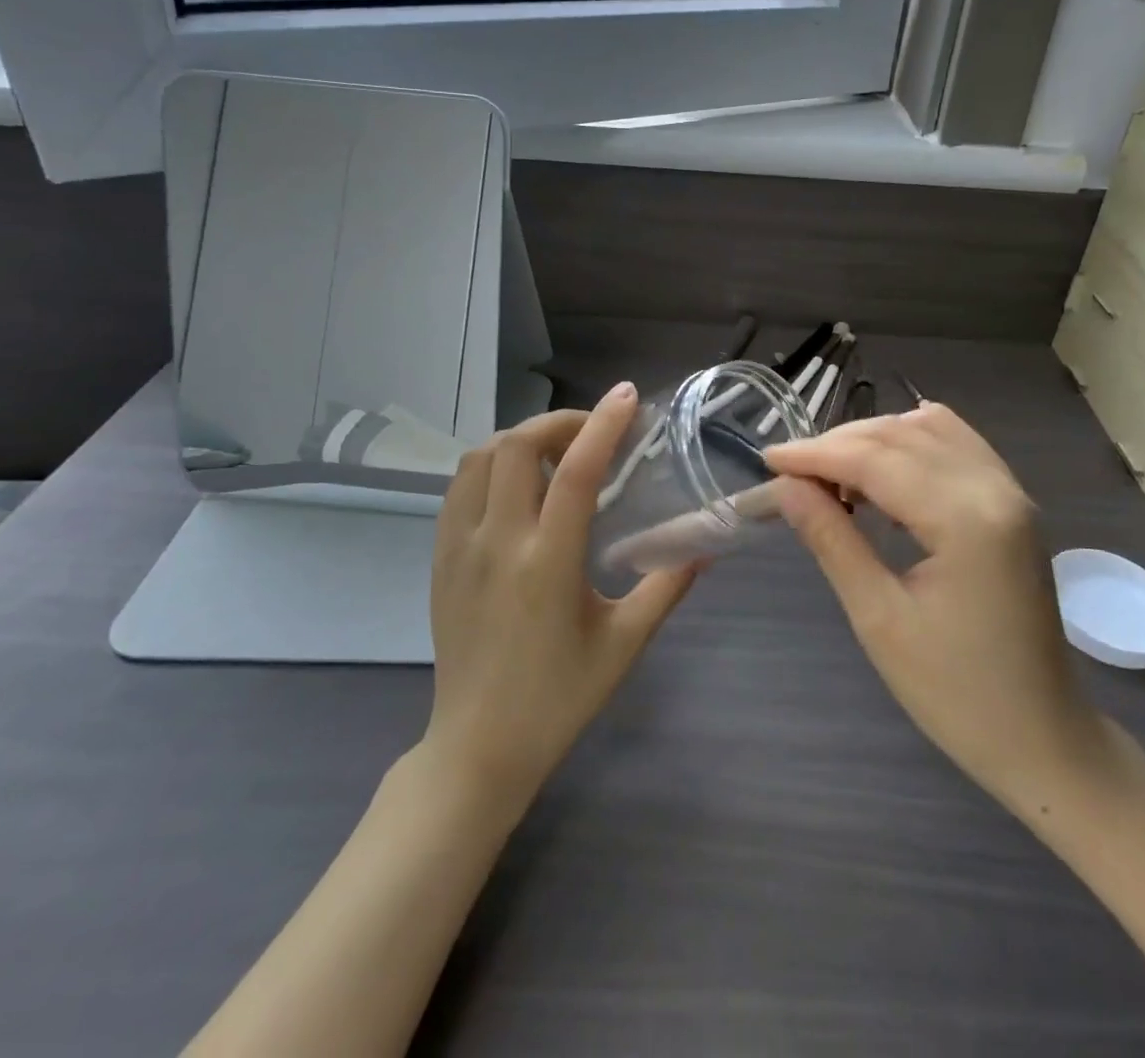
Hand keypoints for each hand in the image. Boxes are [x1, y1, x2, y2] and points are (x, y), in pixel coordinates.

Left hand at [424, 382, 697, 808]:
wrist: (478, 746)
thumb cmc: (559, 698)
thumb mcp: (624, 644)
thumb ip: (666, 586)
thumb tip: (705, 545)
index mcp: (547, 564)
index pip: (574, 472)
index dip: (603, 425)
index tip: (626, 397)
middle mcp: (497, 543)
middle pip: (517, 447)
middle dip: (559, 421)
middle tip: (594, 429)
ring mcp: (459, 547)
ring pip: (480, 458)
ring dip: (521, 438)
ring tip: (556, 449)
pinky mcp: (440, 558)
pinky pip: (459, 487)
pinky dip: (490, 464)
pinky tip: (517, 481)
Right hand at [764, 404, 1105, 815]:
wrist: (1042, 739)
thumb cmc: (955, 693)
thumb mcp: (878, 617)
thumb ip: (831, 539)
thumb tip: (784, 486)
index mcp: (966, 518)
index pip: (875, 460)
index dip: (815, 455)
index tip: (767, 459)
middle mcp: (994, 488)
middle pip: (900, 436)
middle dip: (838, 445)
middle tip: (790, 472)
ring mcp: (1010, 492)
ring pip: (929, 431)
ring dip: (874, 440)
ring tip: (830, 473)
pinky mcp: (1013, 504)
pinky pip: (958, 445)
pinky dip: (912, 442)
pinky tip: (885, 461)